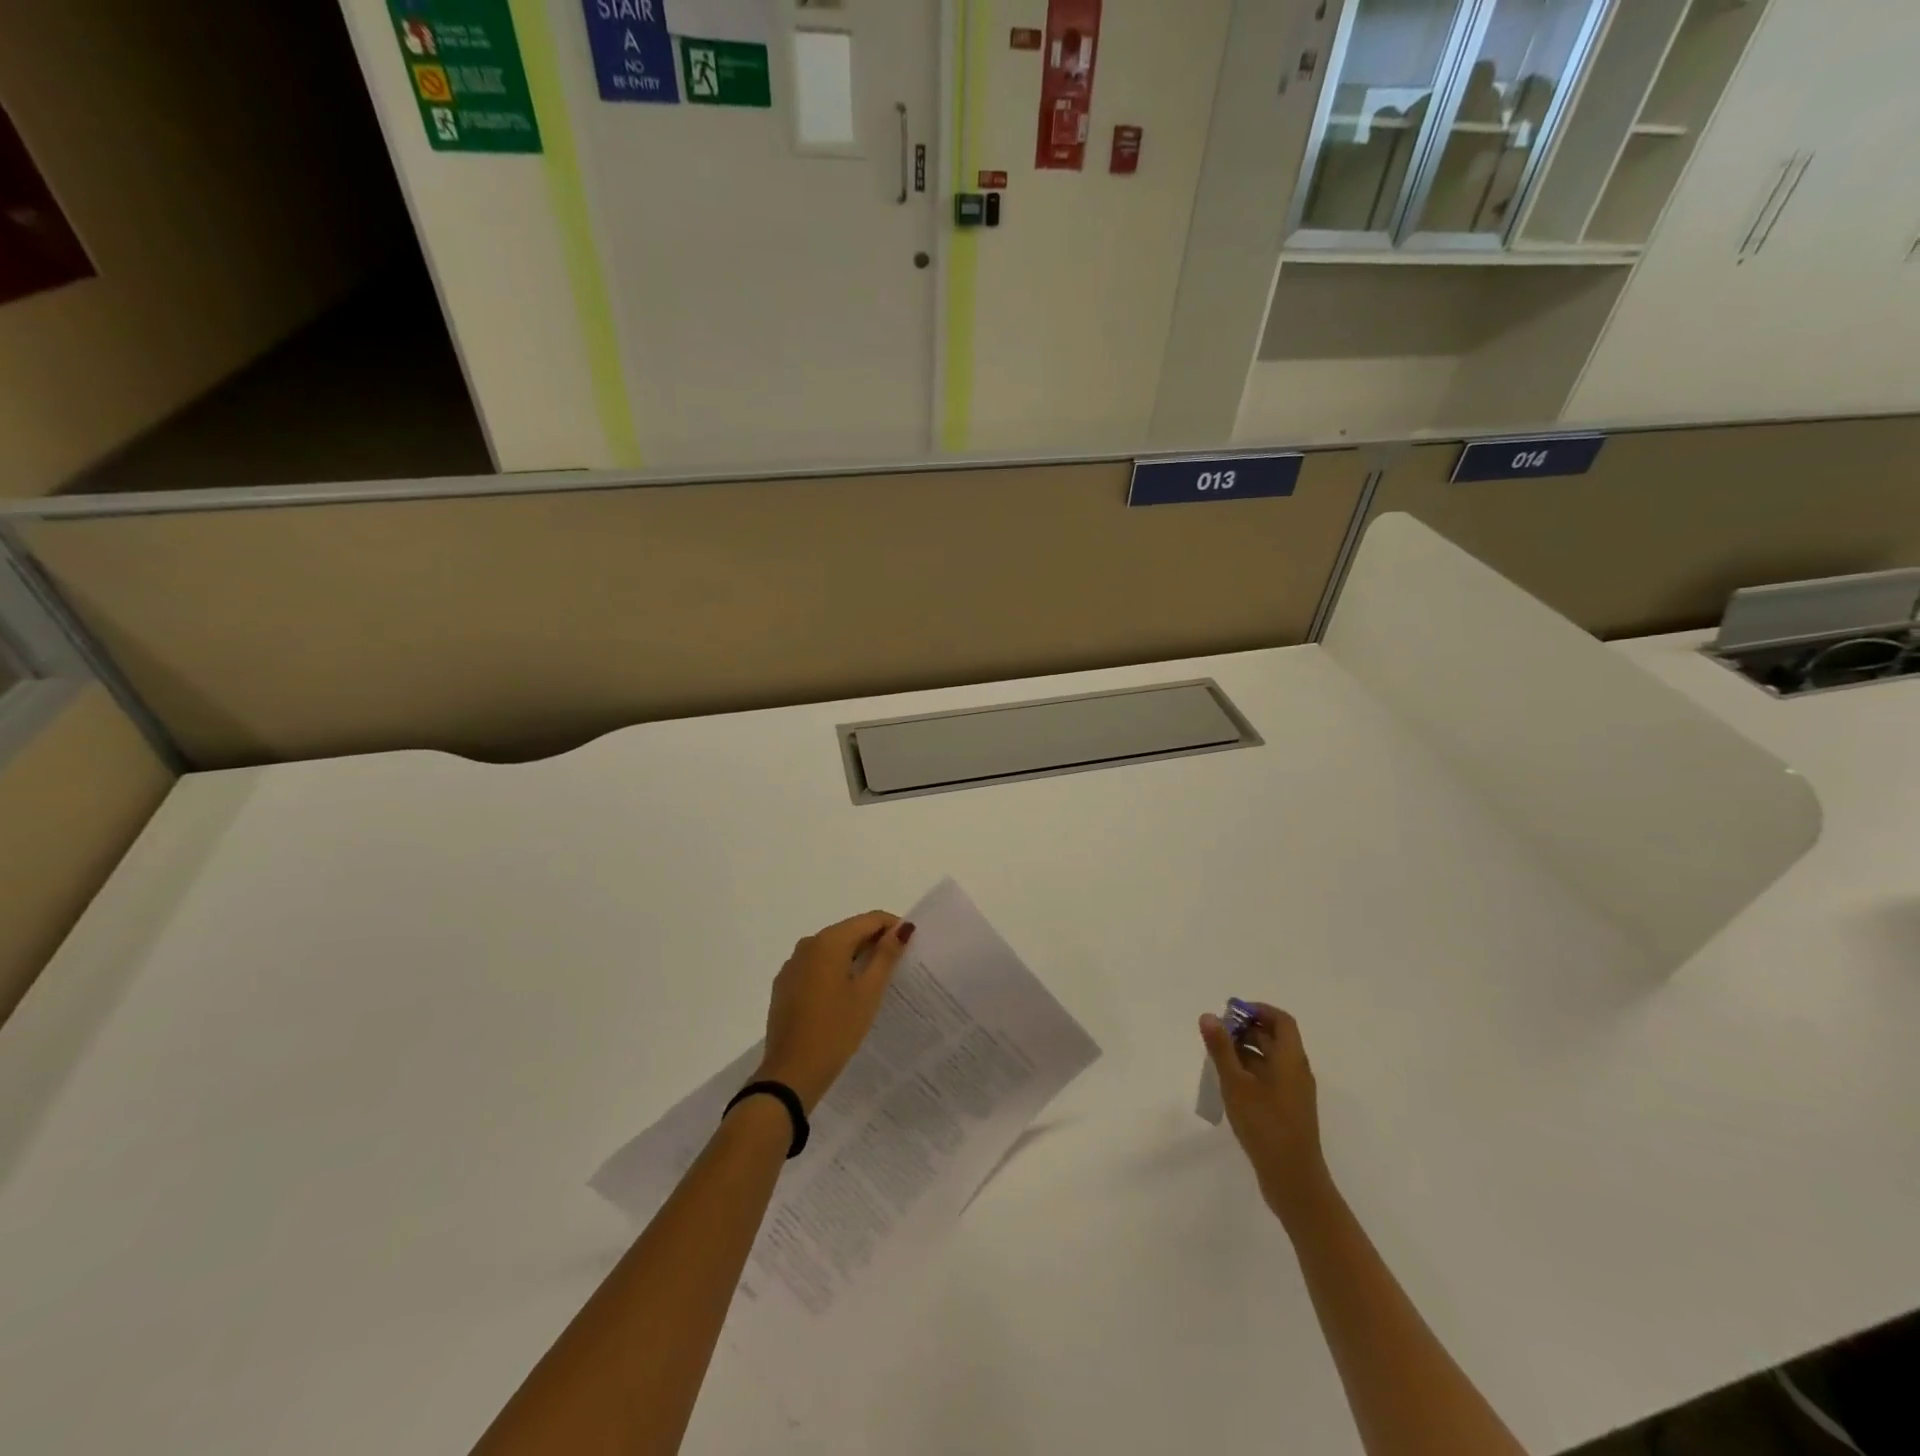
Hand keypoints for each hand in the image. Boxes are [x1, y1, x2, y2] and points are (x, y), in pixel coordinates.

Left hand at [753, 912, 914, 1112]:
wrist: (791, 1074)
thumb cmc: (836, 1030)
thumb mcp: (868, 992)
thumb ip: (886, 955)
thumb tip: (902, 928)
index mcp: (829, 941)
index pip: (869, 919)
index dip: (893, 928)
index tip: (910, 947)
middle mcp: (808, 944)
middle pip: (849, 931)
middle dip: (874, 943)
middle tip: (897, 967)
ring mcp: (792, 965)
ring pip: (832, 949)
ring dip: (855, 958)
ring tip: (875, 983)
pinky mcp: (785, 985)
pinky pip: (816, 967)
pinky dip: (835, 971)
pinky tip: (845, 996)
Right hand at [1200, 1003, 1330, 1225]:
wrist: (1293, 1181)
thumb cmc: (1265, 1126)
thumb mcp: (1236, 1084)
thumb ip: (1221, 1049)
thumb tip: (1208, 1016)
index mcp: (1291, 1059)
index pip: (1281, 1020)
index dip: (1257, 1010)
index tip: (1230, 1012)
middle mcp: (1297, 1071)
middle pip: (1274, 1038)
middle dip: (1245, 1030)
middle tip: (1216, 1034)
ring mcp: (1294, 1093)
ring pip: (1270, 1060)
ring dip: (1245, 1052)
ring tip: (1216, 1058)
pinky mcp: (1288, 1110)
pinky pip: (1269, 1079)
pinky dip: (1250, 1072)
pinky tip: (1228, 1084)